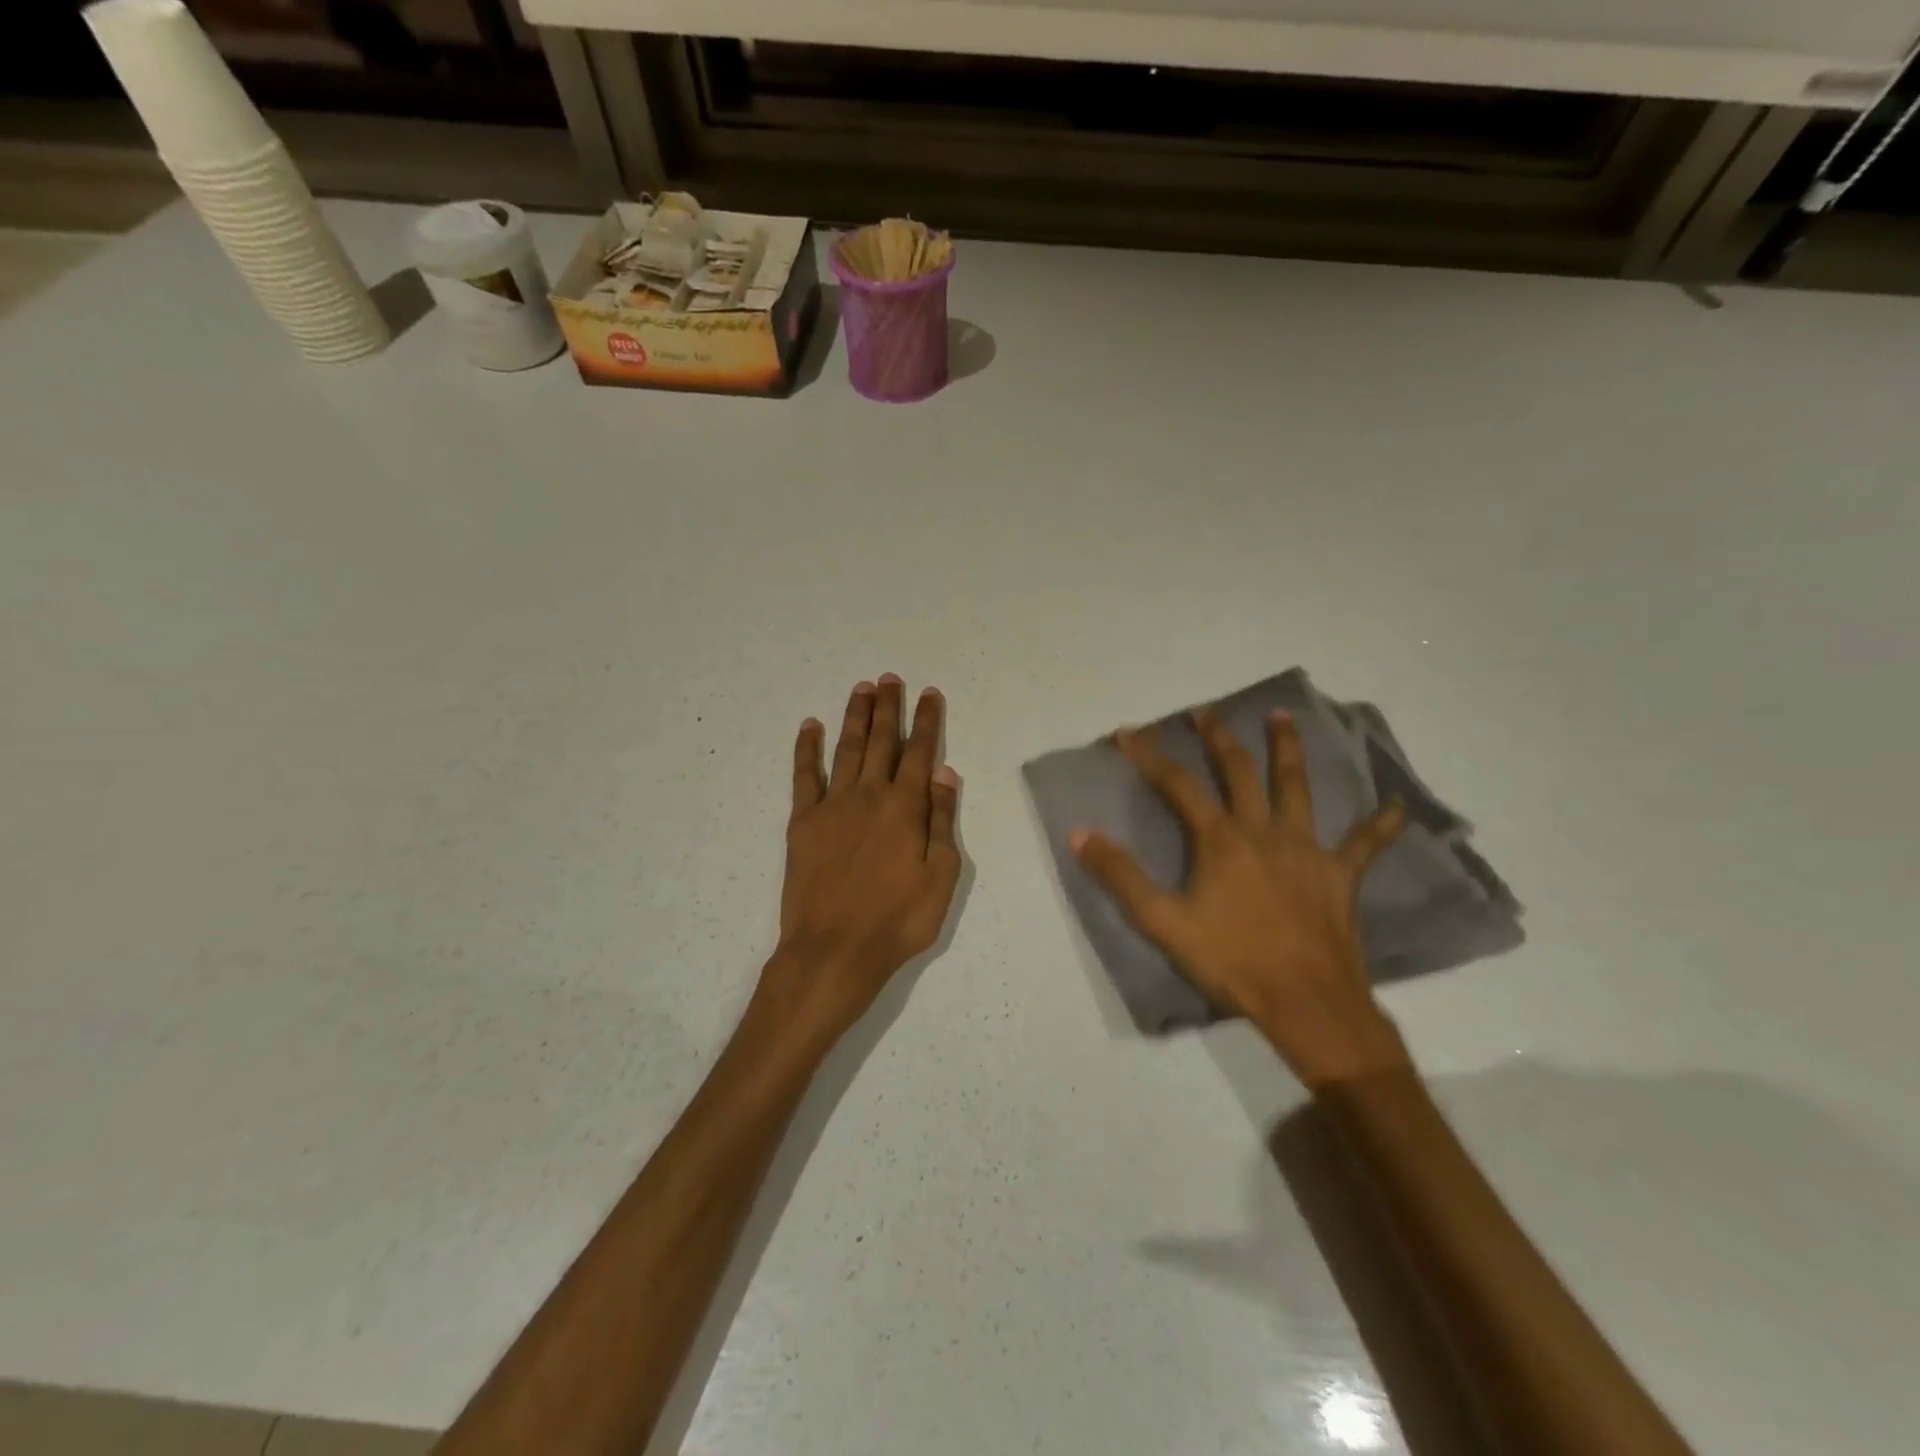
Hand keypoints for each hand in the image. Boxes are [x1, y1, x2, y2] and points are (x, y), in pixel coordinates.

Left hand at [756, 676, 962, 1048]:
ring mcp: (832, 805)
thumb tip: (944, 772)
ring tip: (862, 688)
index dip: (926, 721)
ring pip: (847, 749)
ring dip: (855, 716)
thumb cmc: (897, 920)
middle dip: (888, 707)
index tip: (929, 694)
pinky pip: (804, 775)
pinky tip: (810, 725)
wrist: (833, 950)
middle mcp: (869, 795)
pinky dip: (806, 748)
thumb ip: (942, 820)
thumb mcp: (941, 876)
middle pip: (881, 741)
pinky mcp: (802, 821)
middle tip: (890, 678)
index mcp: (906, 807)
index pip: (920, 752)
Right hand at [1072, 707, 1410, 1089]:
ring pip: (1297, 786)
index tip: (1128, 732)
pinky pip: (1365, 843)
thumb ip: (1120, 876)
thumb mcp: (1163, 922)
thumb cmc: (1231, 961)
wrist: (1306, 1003)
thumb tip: (1080, 833)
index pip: (1178, 785)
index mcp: (1221, 840)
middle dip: (1218, 737)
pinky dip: (1381, 823)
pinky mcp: (1340, 874)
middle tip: (1206, 711)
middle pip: (1239, 771)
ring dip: (1287, 749)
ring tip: (1281, 716)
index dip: (1150, 756)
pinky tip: (1396, 804)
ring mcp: (1308, 849)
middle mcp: (1264, 831)